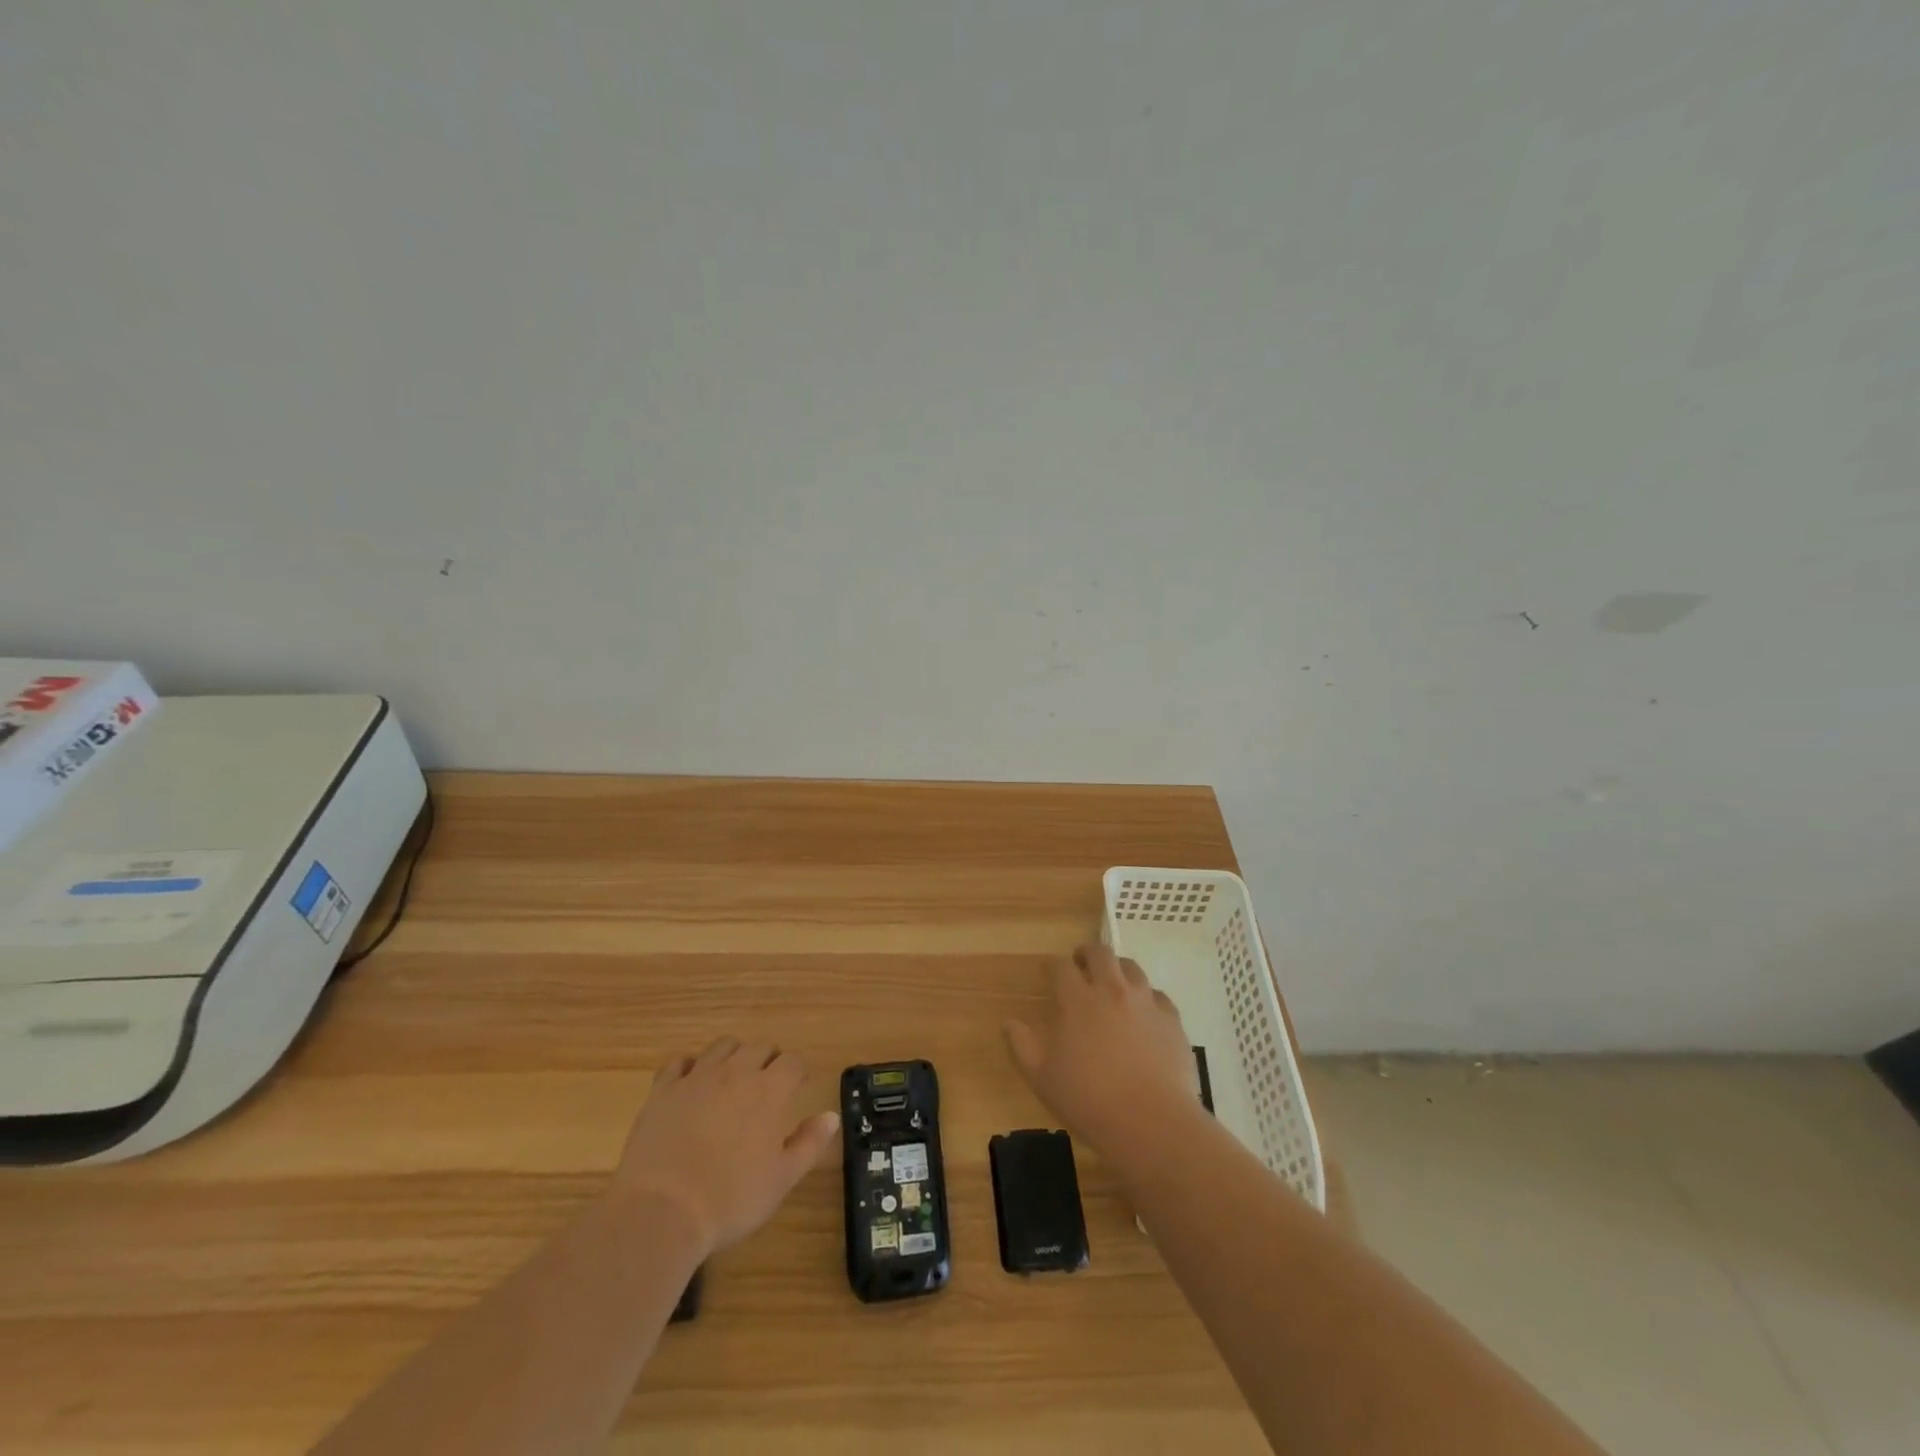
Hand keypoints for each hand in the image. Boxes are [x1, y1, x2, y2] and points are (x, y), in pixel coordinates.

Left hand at [613, 1038, 839, 1254]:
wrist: (661, 1211)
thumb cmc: (730, 1199)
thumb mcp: (781, 1179)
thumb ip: (809, 1143)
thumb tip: (831, 1116)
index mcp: (769, 1091)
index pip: (792, 1062)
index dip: (798, 1069)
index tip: (799, 1083)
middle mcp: (735, 1073)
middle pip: (759, 1047)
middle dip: (769, 1059)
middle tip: (768, 1082)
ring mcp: (697, 1078)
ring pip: (722, 1046)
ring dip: (734, 1054)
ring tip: (733, 1076)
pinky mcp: (664, 1090)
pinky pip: (679, 1062)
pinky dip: (690, 1066)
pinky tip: (691, 1082)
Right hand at [1005, 943, 1202, 1164]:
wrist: (1151, 1122)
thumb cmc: (1088, 1100)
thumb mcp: (1041, 1077)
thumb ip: (1022, 1045)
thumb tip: (1010, 1023)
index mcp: (1077, 1000)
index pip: (1060, 966)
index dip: (1052, 965)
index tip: (1048, 972)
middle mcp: (1112, 990)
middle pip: (1100, 953)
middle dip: (1087, 953)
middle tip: (1081, 964)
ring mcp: (1146, 1002)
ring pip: (1132, 968)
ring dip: (1118, 970)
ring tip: (1113, 984)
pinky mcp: (1172, 1020)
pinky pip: (1158, 996)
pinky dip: (1147, 999)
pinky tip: (1145, 1016)